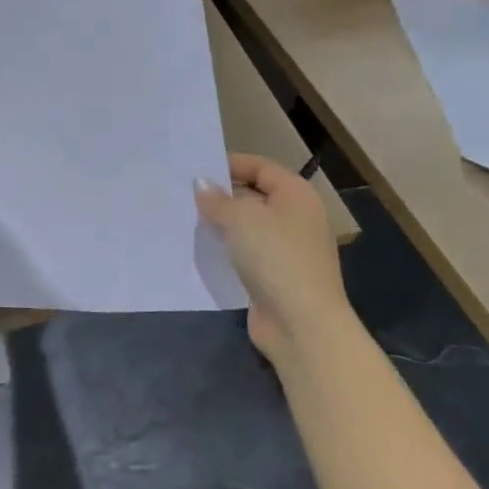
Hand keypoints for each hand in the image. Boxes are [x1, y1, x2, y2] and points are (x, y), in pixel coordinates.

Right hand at [195, 153, 349, 364]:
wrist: (302, 324)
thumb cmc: (275, 257)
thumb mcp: (240, 218)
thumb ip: (217, 199)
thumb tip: (202, 185)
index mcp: (296, 194)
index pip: (260, 166)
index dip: (228, 164)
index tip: (194, 171)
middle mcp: (298, 217)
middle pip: (256, 195)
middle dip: (223, 195)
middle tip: (186, 196)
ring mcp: (290, 249)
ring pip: (251, 227)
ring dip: (224, 225)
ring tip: (189, 221)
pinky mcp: (279, 276)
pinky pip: (249, 253)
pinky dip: (230, 251)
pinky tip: (205, 251)